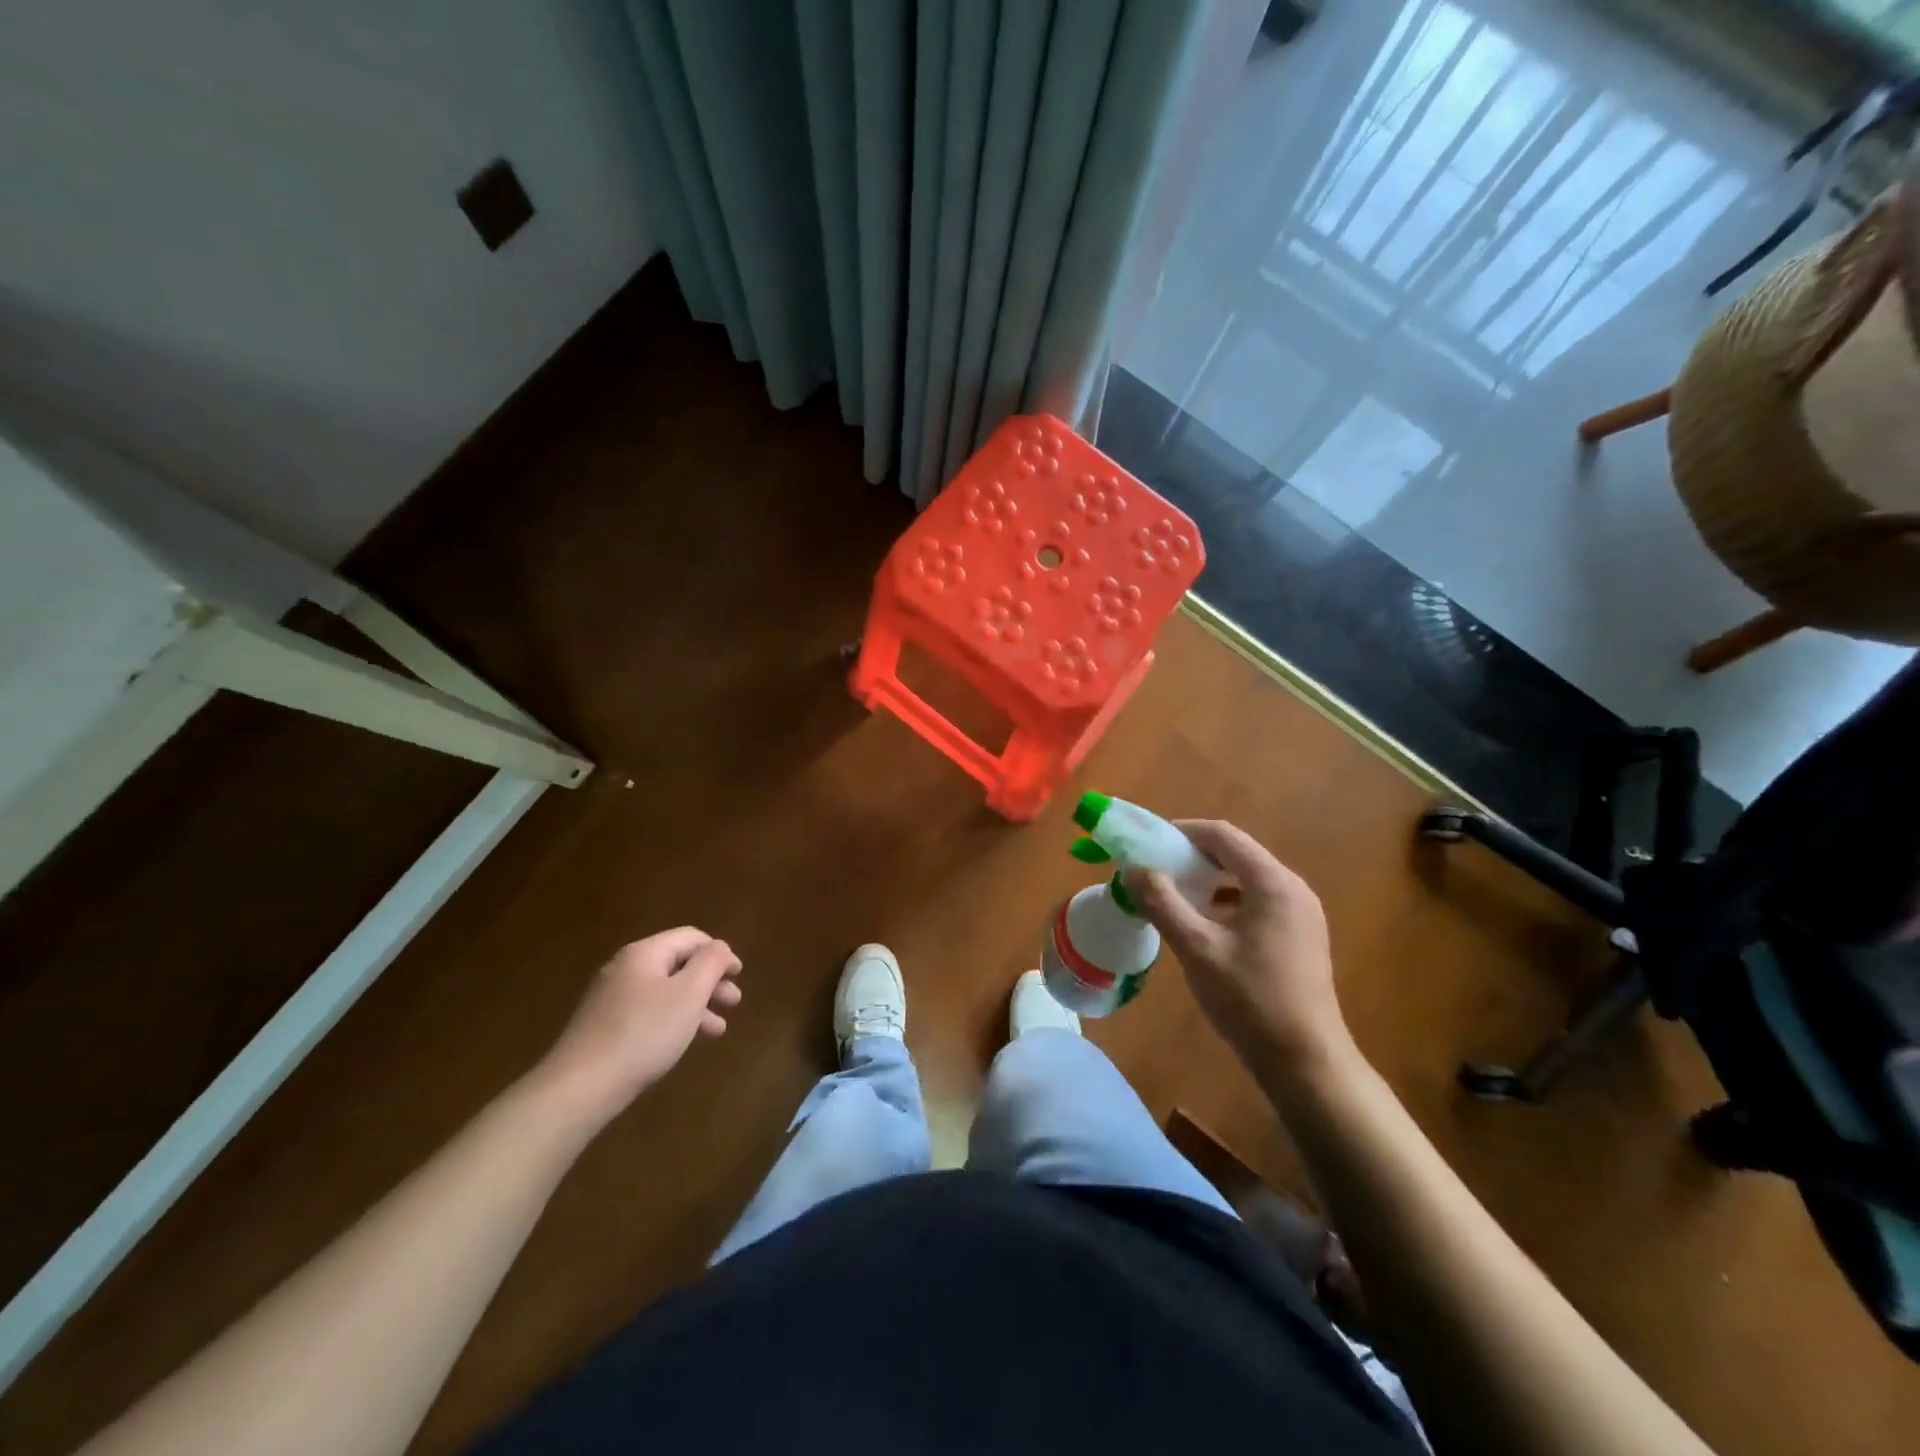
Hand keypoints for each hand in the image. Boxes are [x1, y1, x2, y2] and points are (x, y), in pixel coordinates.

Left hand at [538, 928, 741, 1121]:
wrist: (580, 1087)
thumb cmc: (643, 1033)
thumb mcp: (688, 994)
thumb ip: (711, 963)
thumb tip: (720, 948)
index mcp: (644, 953)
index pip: (691, 937)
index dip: (719, 952)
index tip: (739, 975)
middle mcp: (625, 968)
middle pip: (678, 964)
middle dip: (710, 981)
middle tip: (734, 1003)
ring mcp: (611, 998)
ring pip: (665, 991)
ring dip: (696, 1004)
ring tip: (717, 1029)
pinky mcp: (604, 1027)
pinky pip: (649, 1012)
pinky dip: (673, 1020)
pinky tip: (685, 1041)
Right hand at [1130, 821, 1353, 1081]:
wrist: (1305, 1063)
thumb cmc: (1249, 1000)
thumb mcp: (1196, 948)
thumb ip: (1162, 903)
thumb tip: (1133, 869)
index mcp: (1272, 883)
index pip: (1223, 835)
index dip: (1182, 831)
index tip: (1148, 842)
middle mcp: (1292, 888)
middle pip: (1236, 853)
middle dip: (1192, 856)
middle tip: (1155, 868)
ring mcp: (1301, 913)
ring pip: (1246, 879)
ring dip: (1208, 879)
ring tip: (1173, 894)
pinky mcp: (1300, 936)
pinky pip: (1257, 901)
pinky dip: (1226, 901)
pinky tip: (1204, 924)